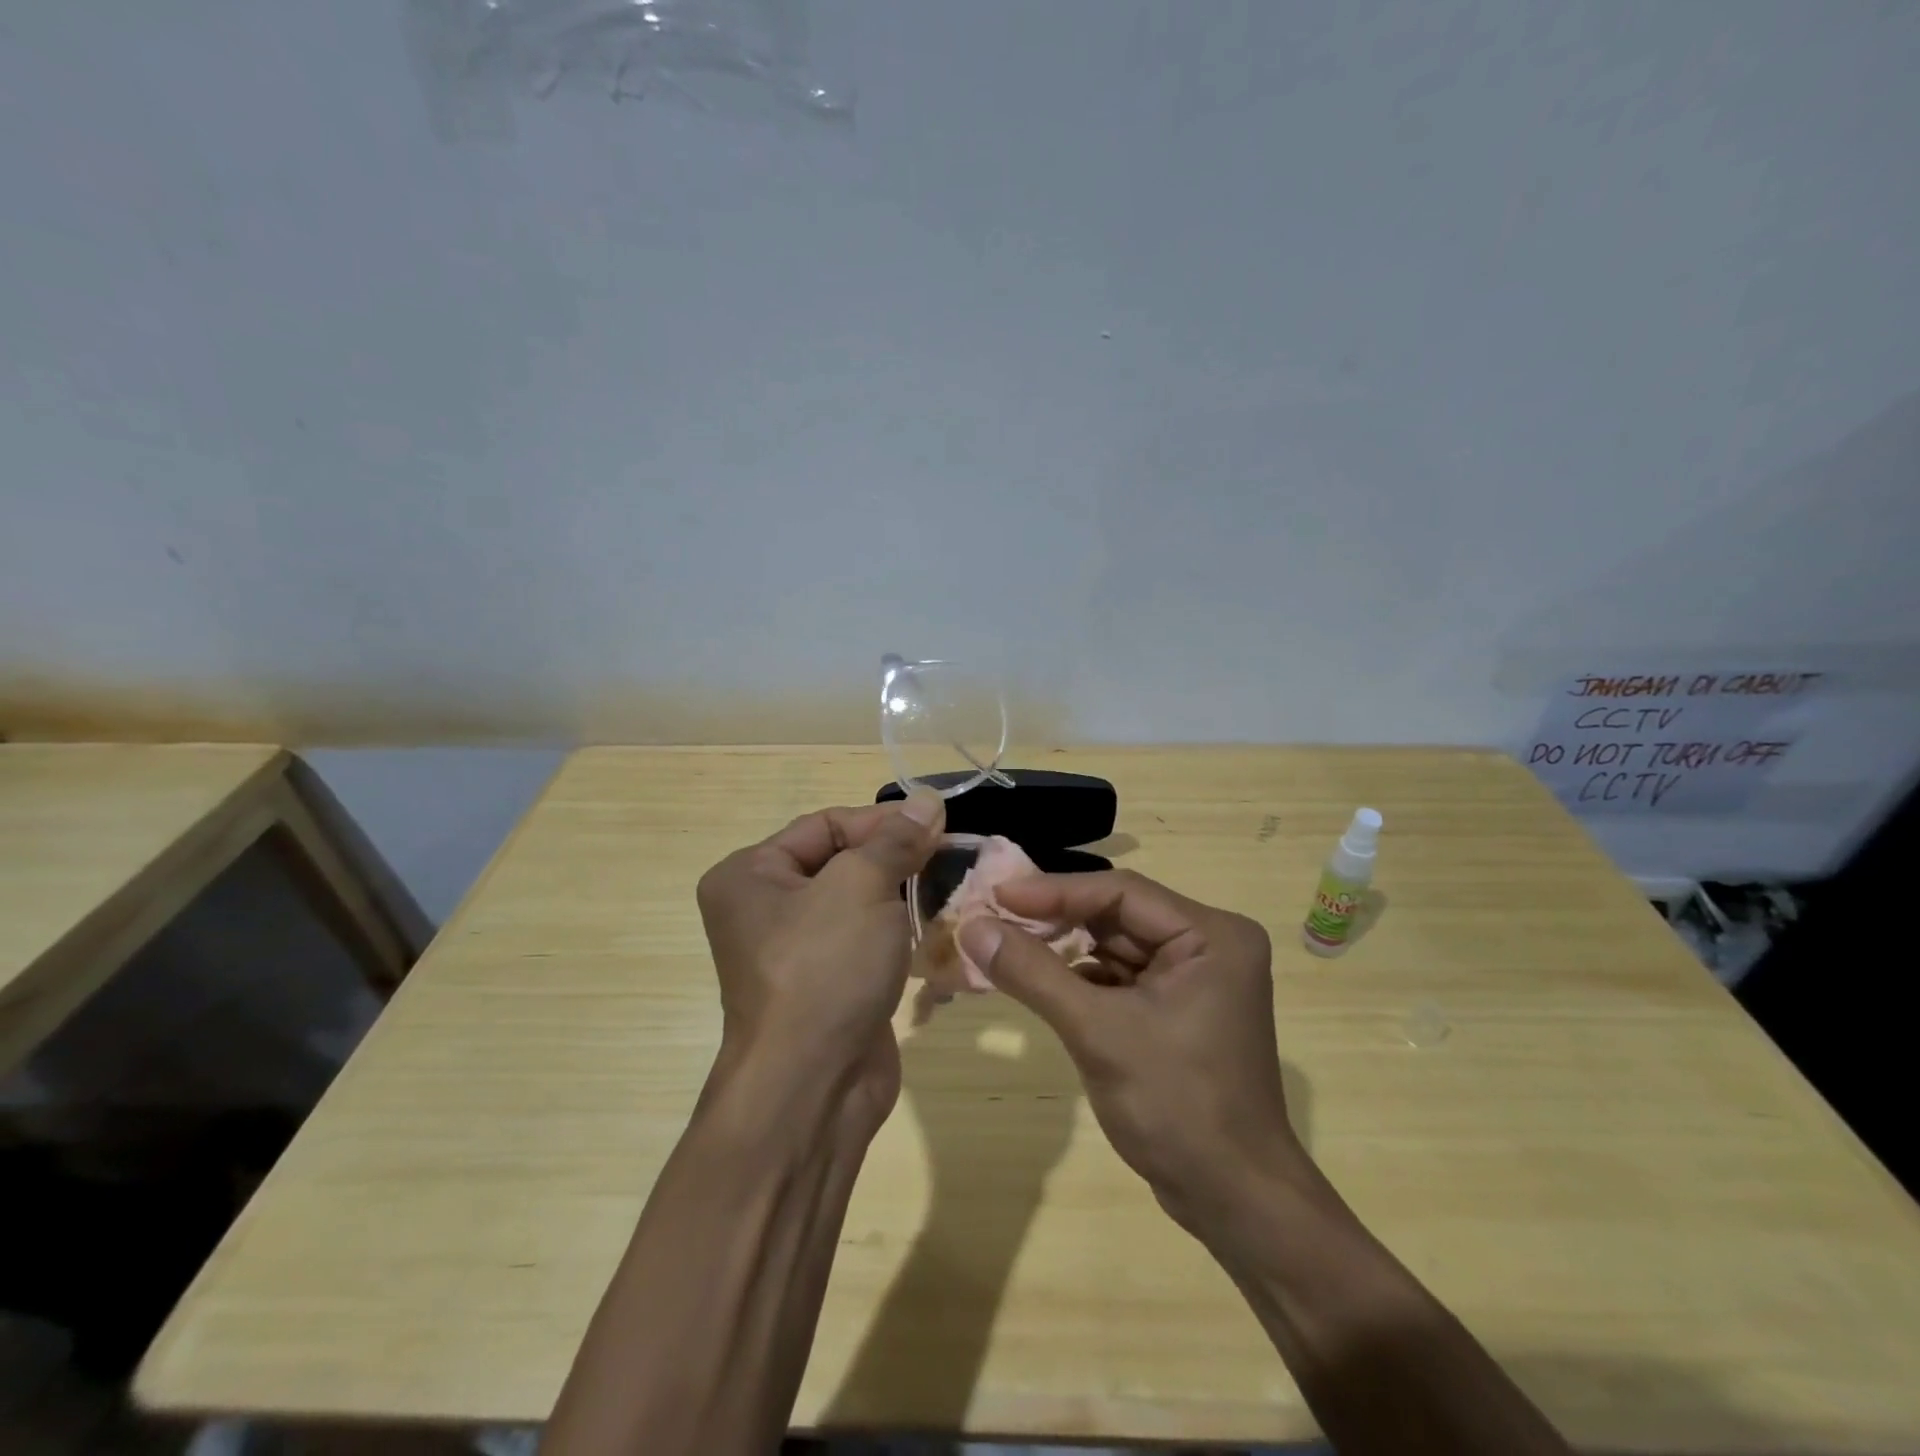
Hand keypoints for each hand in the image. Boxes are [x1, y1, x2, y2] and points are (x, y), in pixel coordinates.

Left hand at [696, 796, 943, 1135]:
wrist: (812, 1087)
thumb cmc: (824, 968)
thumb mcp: (861, 885)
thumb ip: (896, 840)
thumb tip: (927, 800)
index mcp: (750, 875)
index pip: (825, 825)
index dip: (882, 821)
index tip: (937, 825)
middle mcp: (765, 909)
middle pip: (842, 862)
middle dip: (896, 858)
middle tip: (950, 855)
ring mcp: (796, 953)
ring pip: (859, 904)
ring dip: (904, 896)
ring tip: (951, 889)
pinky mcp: (828, 986)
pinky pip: (867, 943)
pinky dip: (899, 934)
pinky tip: (937, 930)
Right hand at [957, 870, 1302, 1229]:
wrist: (1233, 1200)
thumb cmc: (1176, 1107)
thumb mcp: (1098, 1032)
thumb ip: (1034, 973)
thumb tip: (972, 927)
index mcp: (1211, 935)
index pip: (1121, 893)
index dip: (1054, 891)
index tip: (996, 893)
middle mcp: (1209, 943)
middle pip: (1117, 915)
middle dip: (1055, 918)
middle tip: (992, 916)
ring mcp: (1195, 976)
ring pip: (1115, 945)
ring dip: (1062, 947)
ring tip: (1003, 941)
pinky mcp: (1178, 1006)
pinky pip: (1120, 976)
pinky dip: (1079, 977)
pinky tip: (1038, 979)